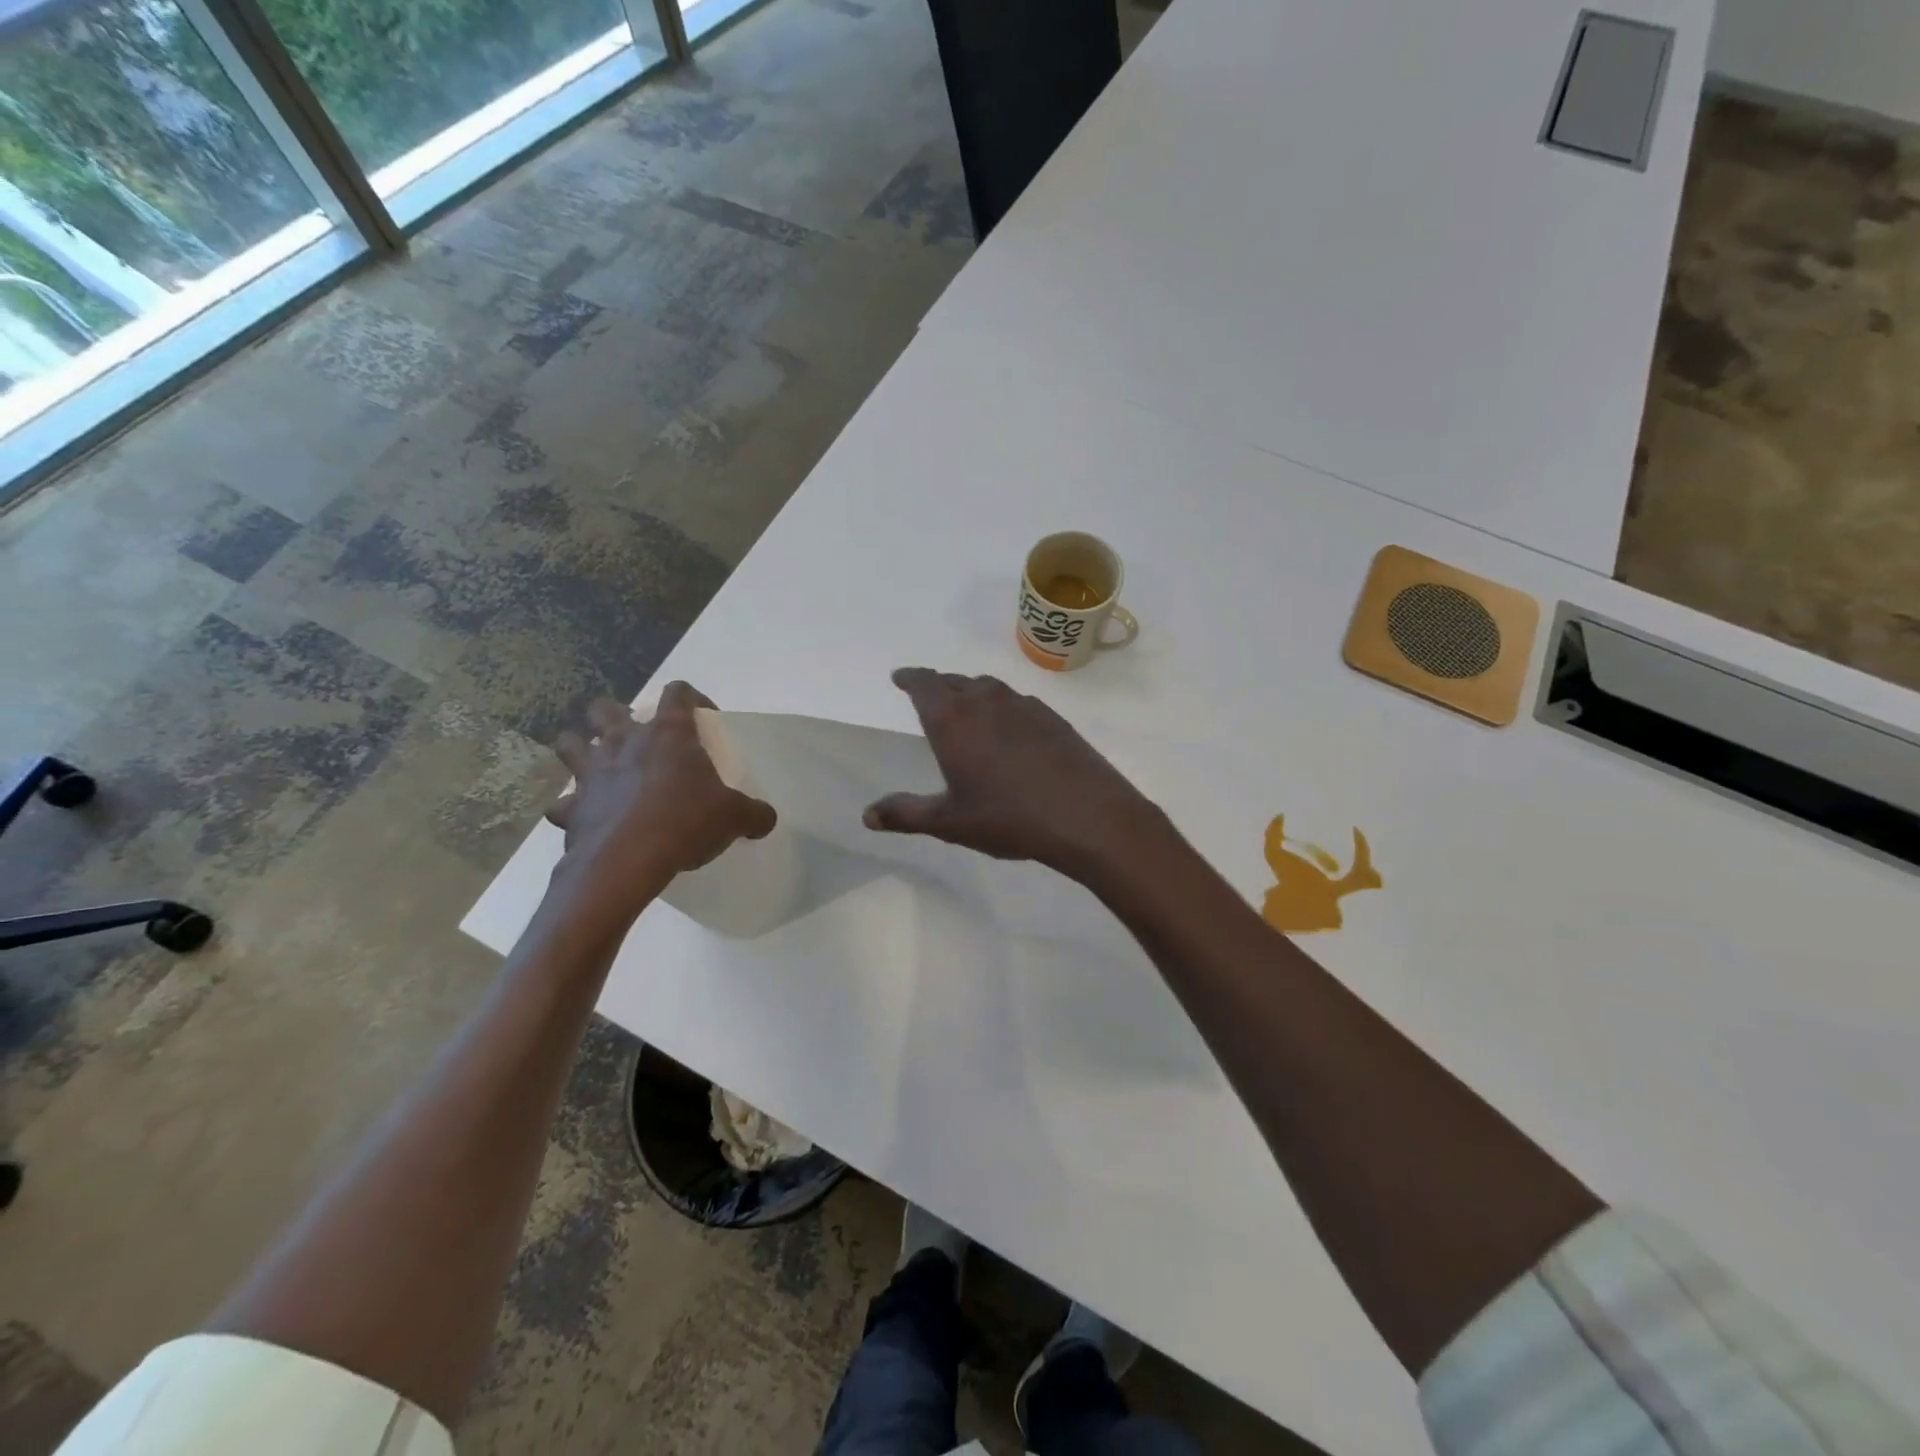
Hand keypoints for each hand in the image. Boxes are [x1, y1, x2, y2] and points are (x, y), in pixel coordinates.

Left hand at [543, 684, 775, 937]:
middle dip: (616, 715)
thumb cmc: (685, 823)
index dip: (692, 698)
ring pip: (570, 742)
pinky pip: (563, 803)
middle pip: (607, 708)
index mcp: (668, 734)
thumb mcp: (733, 817)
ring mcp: (591, 772)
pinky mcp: (571, 807)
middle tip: (635, 736)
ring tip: (596, 764)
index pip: (678, 693)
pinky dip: (571, 808)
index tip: (704, 717)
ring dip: (579, 748)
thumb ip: (753, 813)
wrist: (627, 861)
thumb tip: (766, 818)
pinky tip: (585, 817)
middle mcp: (624, 742)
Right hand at [864, 668, 1167, 876]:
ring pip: (988, 688)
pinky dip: (1004, 708)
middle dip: (938, 686)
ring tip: (968, 711)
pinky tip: (1010, 731)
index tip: (900, 677)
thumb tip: (867, 816)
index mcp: (953, 720)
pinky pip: (1018, 702)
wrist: (1086, 816)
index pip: (924, 684)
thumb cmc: (1008, 817)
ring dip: (972, 694)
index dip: (910, 678)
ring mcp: (1024, 705)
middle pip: (955, 681)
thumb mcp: (950, 821)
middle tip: (929, 696)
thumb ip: (906, 815)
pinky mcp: (1053, 717)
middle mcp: (986, 701)